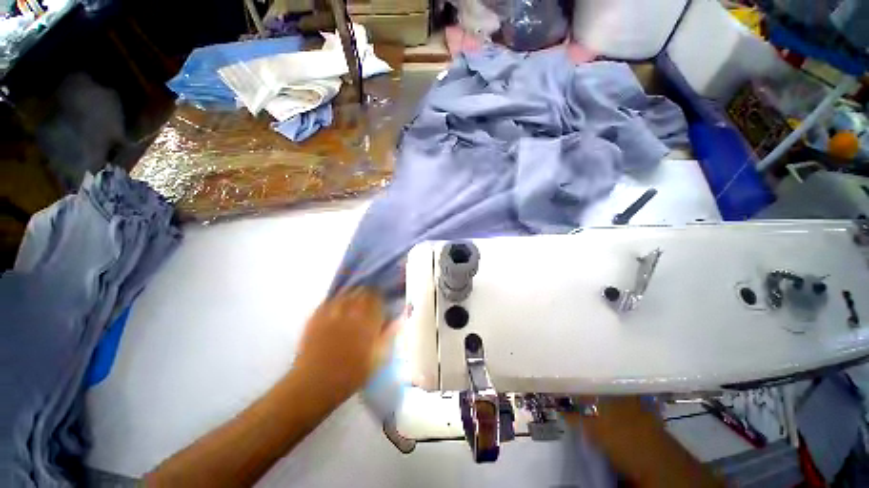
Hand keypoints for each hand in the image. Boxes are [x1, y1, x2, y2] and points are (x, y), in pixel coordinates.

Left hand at [293, 288, 396, 401]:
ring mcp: (331, 312)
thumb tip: (399, 319)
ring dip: (353, 294)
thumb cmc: (351, 375)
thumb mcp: (377, 359)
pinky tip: (338, 306)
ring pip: (346, 293)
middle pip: (362, 291)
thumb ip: (389, 336)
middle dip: (368, 293)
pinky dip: (336, 300)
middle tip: (370, 301)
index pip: (377, 298)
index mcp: (367, 321)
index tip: (383, 302)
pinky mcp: (316, 317)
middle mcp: (350, 312)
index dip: (381, 297)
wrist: (314, 385)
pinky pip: (329, 300)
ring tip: (355, 301)